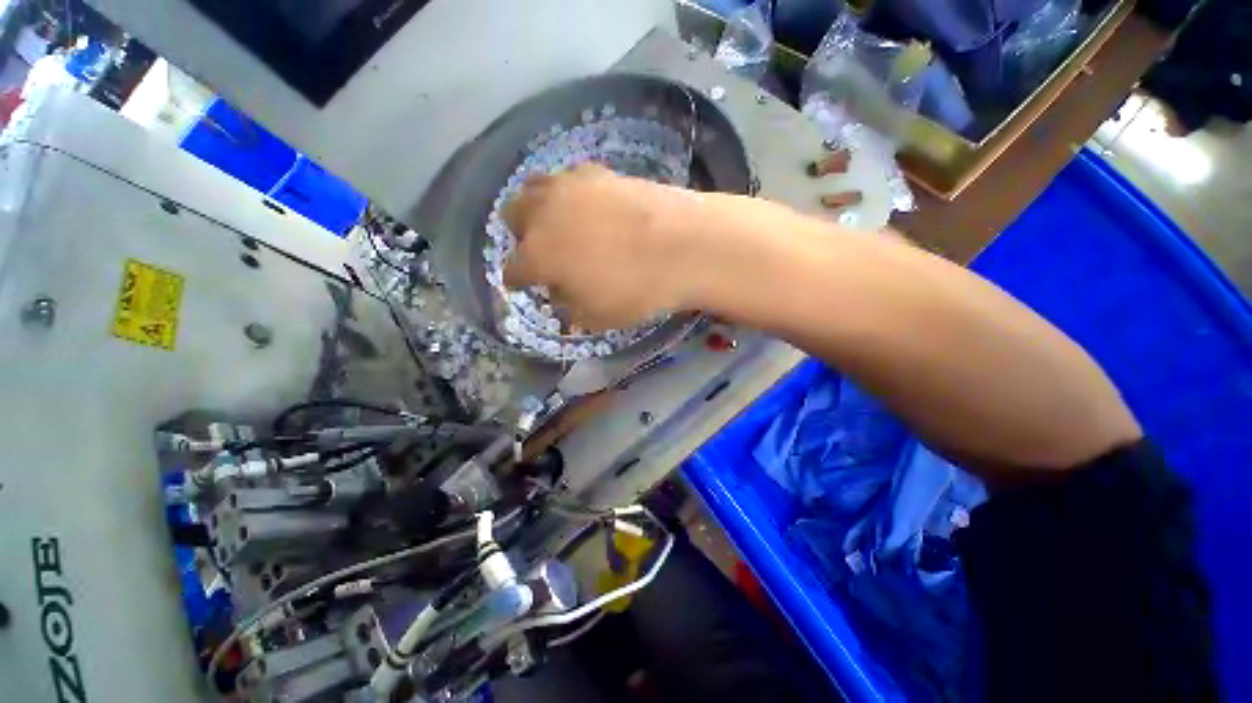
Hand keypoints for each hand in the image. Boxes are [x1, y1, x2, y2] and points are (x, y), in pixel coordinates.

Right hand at [502, 164, 709, 330]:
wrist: (682, 246)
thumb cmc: (636, 290)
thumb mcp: (596, 316)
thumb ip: (568, 305)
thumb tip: (560, 291)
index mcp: (539, 254)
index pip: (513, 269)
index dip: (517, 280)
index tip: (525, 285)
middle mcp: (545, 213)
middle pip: (512, 215)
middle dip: (521, 235)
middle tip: (543, 250)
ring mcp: (571, 186)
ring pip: (534, 187)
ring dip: (539, 207)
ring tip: (560, 224)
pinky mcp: (599, 172)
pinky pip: (569, 178)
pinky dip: (570, 194)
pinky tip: (590, 207)